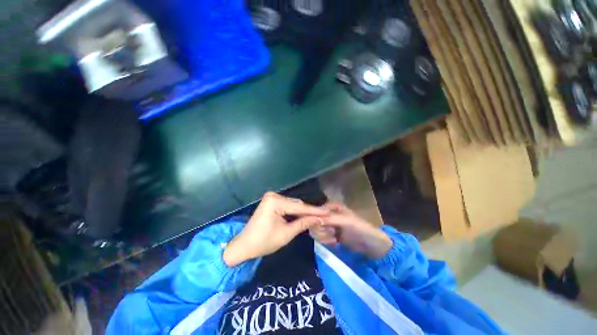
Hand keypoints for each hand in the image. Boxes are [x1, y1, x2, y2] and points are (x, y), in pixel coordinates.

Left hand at [223, 192, 327, 266]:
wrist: (244, 245)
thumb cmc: (264, 242)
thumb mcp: (286, 234)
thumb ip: (304, 223)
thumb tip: (320, 219)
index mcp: (275, 201)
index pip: (299, 207)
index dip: (315, 211)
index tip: (328, 213)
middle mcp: (273, 195)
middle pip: (296, 204)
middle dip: (309, 211)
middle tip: (324, 216)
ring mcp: (272, 197)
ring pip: (293, 205)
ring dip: (303, 211)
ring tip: (317, 216)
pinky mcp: (271, 201)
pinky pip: (287, 206)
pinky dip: (295, 212)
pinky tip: (304, 215)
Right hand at [310, 202, 391, 258]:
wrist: (372, 245)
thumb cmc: (360, 228)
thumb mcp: (346, 221)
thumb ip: (330, 219)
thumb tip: (313, 219)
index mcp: (332, 206)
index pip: (316, 211)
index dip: (316, 220)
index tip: (324, 227)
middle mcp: (328, 214)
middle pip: (314, 221)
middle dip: (322, 230)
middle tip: (332, 234)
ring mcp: (328, 224)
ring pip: (316, 230)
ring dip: (324, 237)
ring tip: (335, 239)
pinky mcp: (330, 234)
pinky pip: (320, 237)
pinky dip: (326, 241)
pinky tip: (335, 243)